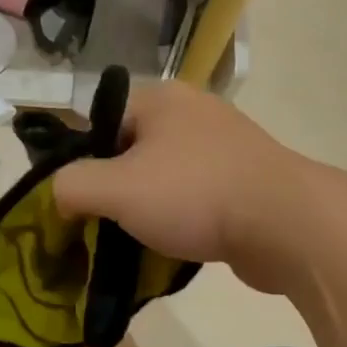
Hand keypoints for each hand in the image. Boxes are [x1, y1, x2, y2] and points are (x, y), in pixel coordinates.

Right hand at [52, 83, 308, 292]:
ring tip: (132, 243)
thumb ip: (71, 186)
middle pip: (130, 153)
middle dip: (112, 192)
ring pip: (163, 179)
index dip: (79, 163)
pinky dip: (179, 221)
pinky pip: (194, 199)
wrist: (285, 225)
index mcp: (160, 99)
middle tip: (99, 228)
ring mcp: (224, 147)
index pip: (98, 123)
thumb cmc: (193, 195)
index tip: (75, 204)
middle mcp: (192, 113)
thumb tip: (60, 197)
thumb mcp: (114, 189)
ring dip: (145, 211)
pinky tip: (171, 248)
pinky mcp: (245, 181)